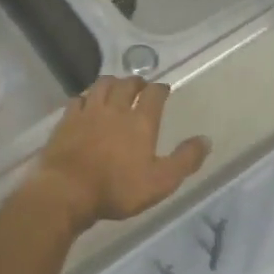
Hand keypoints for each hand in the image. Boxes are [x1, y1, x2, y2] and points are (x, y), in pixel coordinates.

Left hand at [30, 77, 210, 230]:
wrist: (66, 190)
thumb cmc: (117, 188)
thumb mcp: (160, 181)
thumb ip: (185, 160)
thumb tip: (206, 140)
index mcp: (140, 121)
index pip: (154, 94)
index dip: (161, 89)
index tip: (164, 89)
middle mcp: (115, 109)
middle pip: (127, 85)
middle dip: (136, 82)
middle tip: (141, 86)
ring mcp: (88, 112)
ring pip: (102, 85)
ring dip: (112, 82)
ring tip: (115, 87)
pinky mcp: (67, 120)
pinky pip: (78, 99)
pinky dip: (86, 97)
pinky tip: (86, 103)